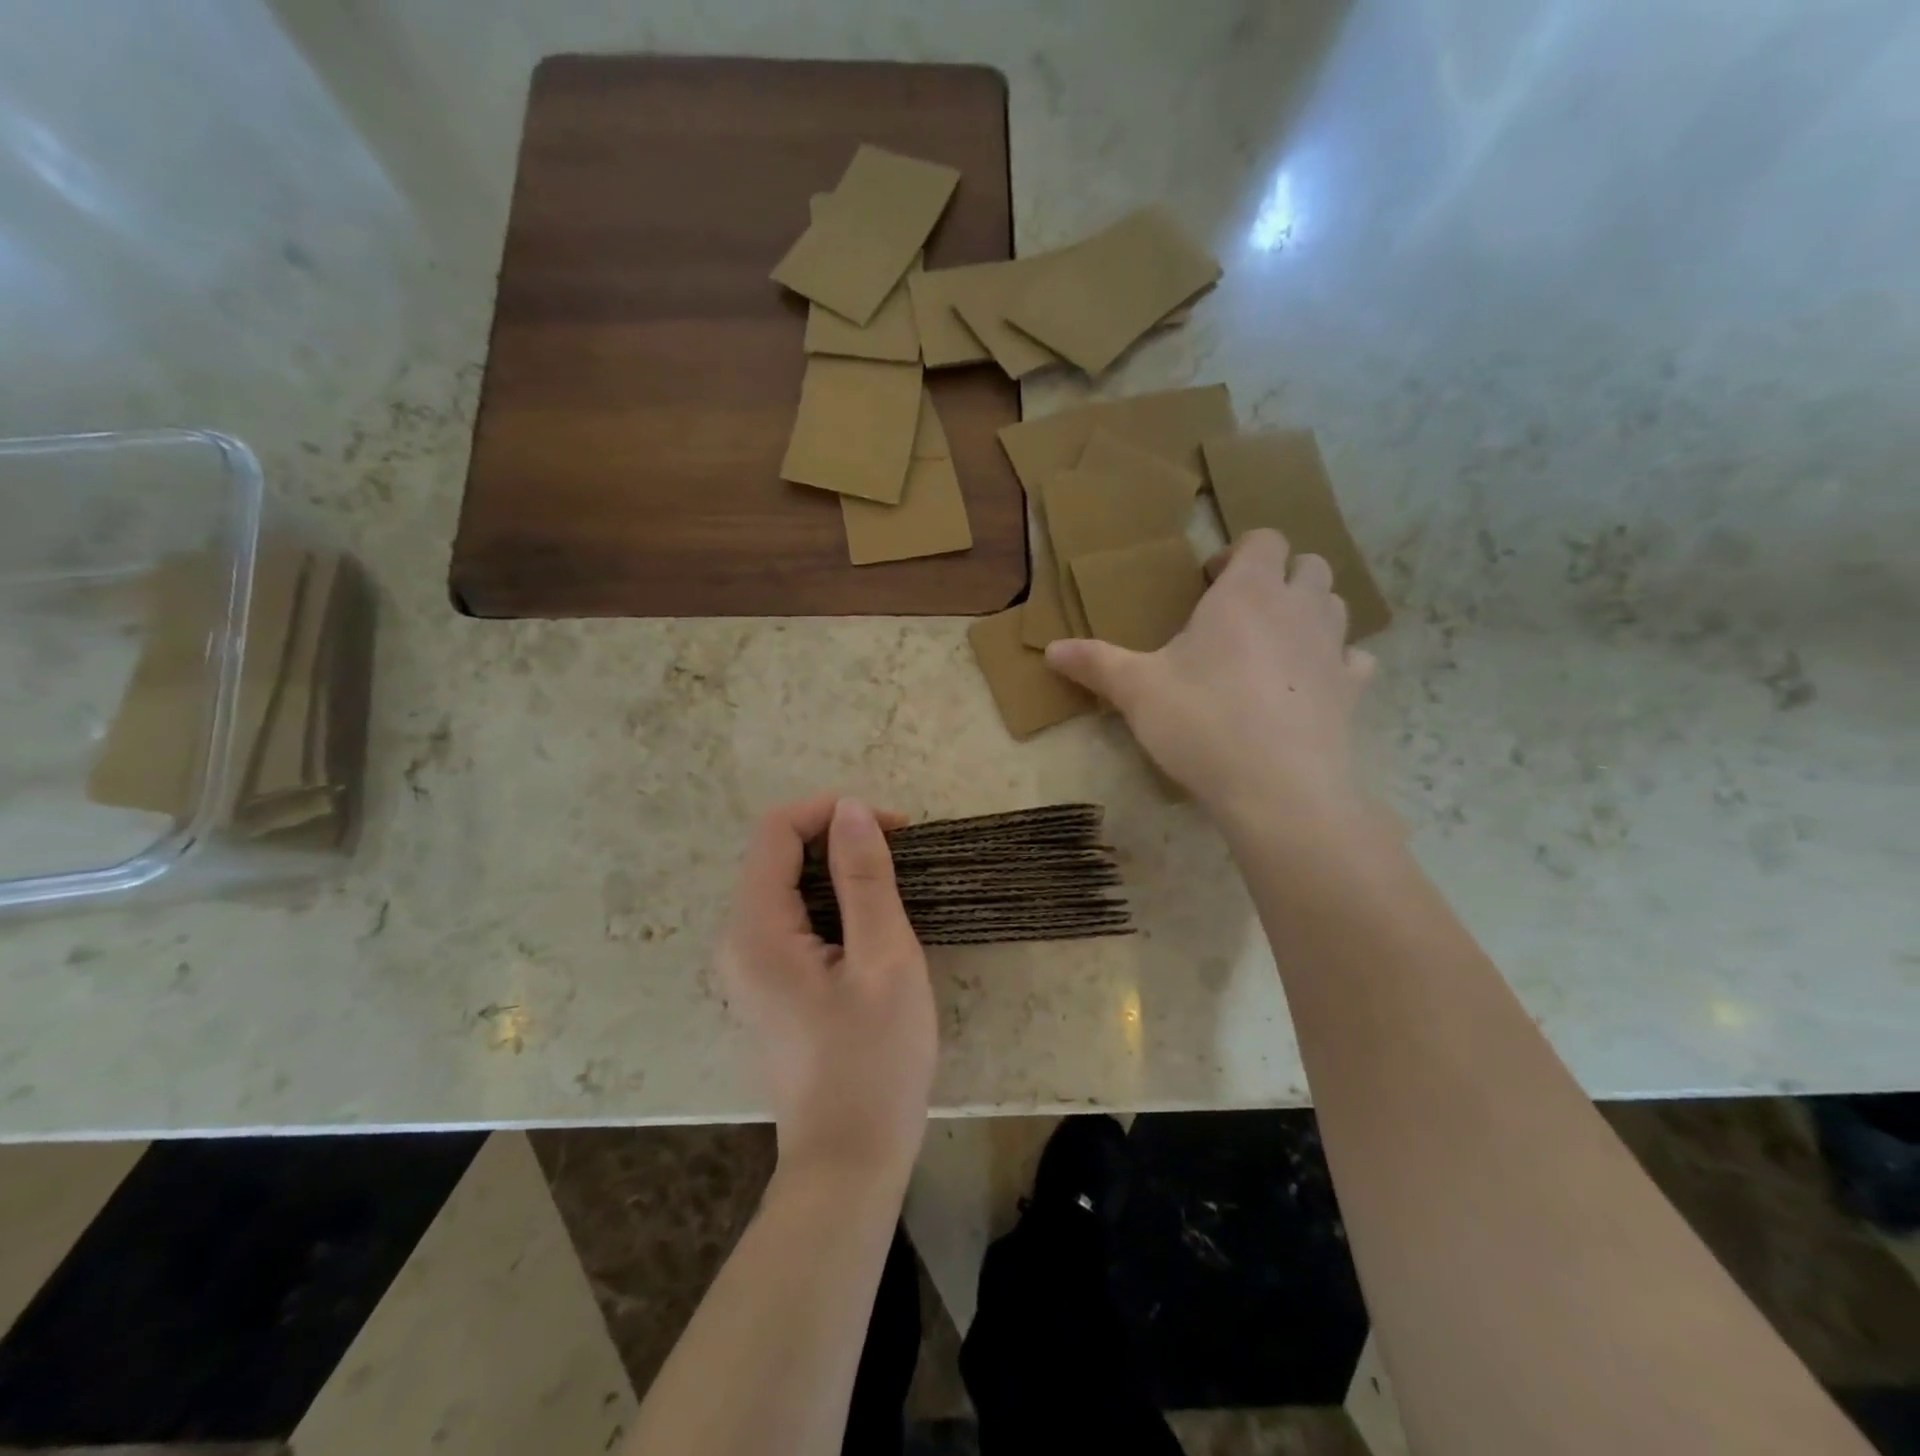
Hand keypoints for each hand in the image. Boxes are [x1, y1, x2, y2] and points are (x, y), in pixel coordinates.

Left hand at [717, 795, 936, 1190]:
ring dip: (839, 871)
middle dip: (838, 840)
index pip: (776, 830)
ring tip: (894, 889)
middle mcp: (737, 940)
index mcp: (755, 930)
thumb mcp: (884, 960)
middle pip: (777, 855)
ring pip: (787, 886)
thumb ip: (865, 879)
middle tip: (901, 857)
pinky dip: (832, 903)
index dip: (832, 812)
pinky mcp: (767, 985)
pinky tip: (871, 927)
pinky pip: (793, 919)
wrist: (849, 1162)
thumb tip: (851, 810)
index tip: (893, 827)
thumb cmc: (874, 1062)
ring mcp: (748, 966)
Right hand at [1046, 529, 1375, 833]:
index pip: (1262, 539)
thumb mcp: (1136, 691)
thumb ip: (1095, 663)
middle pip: (1308, 564)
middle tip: (1241, 612)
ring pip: (1336, 605)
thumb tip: (1050, 649)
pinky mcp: (1352, 690)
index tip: (1208, 583)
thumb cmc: (1201, 722)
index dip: (1238, 552)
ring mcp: (1333, 648)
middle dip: (1279, 576)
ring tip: (1274, 643)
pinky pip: (1354, 658)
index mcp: (1247, 593)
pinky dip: (1335, 661)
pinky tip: (1309, 684)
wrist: (1277, 787)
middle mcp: (1298, 607)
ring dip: (1309, 611)